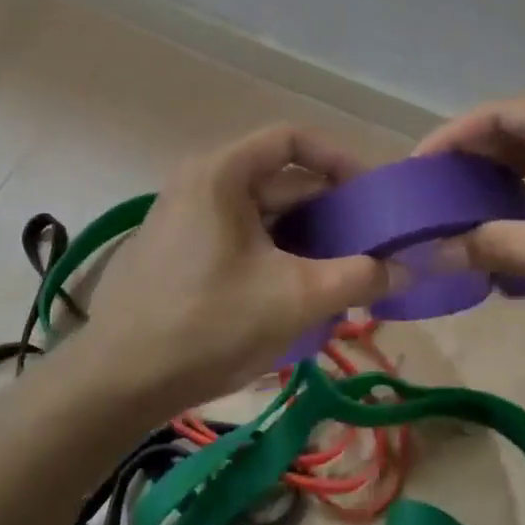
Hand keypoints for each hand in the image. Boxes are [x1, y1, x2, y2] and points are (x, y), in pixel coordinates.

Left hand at [82, 125, 394, 411]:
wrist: (115, 384)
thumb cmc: (208, 324)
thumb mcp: (294, 298)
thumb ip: (359, 277)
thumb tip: (408, 269)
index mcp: (221, 173)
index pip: (292, 140)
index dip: (339, 159)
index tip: (372, 194)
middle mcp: (200, 183)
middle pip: (279, 180)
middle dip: (328, 210)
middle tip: (368, 244)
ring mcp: (185, 218)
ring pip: (261, 215)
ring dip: (305, 239)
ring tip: (342, 275)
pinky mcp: (179, 252)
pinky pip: (240, 238)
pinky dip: (275, 255)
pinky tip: (298, 294)